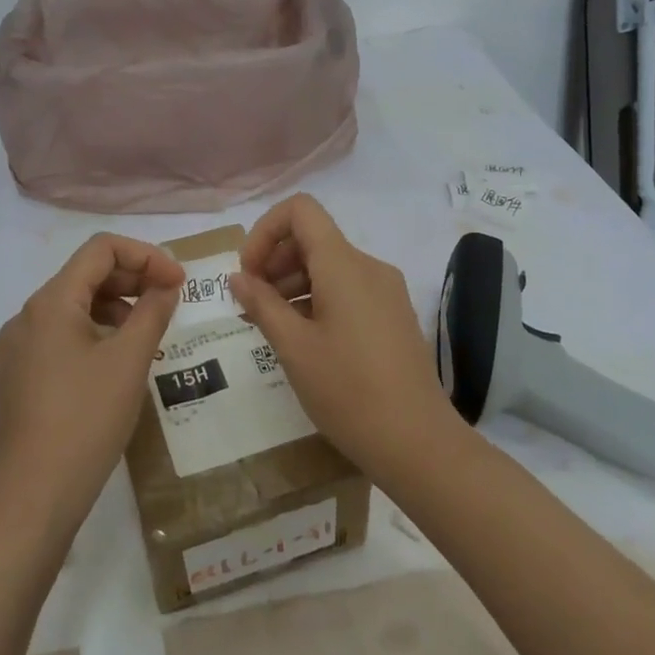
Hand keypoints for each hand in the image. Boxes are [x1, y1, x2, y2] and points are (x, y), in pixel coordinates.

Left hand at [0, 233, 182, 529]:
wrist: (33, 495)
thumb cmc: (86, 420)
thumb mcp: (130, 361)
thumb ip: (152, 312)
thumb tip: (166, 285)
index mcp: (49, 302)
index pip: (100, 249)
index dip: (145, 256)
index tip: (178, 282)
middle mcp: (25, 316)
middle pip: (84, 275)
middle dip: (131, 279)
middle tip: (170, 301)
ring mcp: (16, 348)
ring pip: (71, 307)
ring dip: (113, 307)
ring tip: (145, 333)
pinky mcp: (17, 376)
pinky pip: (59, 336)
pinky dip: (92, 333)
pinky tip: (115, 361)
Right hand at [229, 194, 456, 472]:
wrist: (417, 443)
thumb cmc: (348, 391)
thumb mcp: (293, 347)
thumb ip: (261, 304)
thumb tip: (237, 277)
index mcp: (344, 265)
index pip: (300, 211)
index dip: (265, 231)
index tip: (248, 273)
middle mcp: (368, 267)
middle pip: (313, 238)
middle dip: (274, 261)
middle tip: (250, 304)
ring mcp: (385, 291)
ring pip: (329, 265)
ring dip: (292, 282)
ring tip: (270, 325)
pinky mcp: (392, 315)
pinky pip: (347, 289)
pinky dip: (316, 299)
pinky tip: (301, 338)